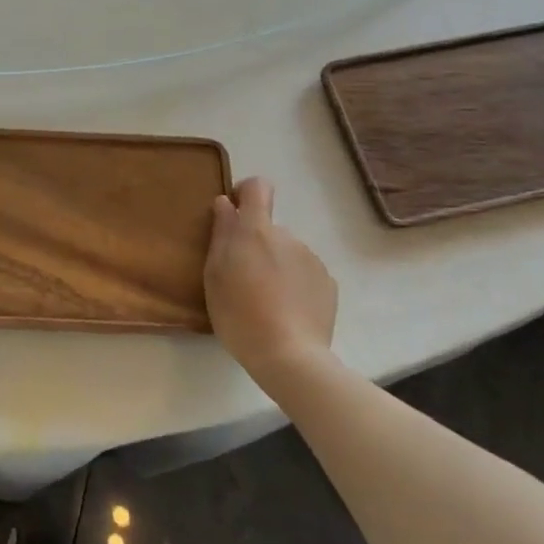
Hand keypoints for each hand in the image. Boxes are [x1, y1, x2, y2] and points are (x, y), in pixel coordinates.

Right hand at [204, 177, 338, 390]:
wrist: (289, 356)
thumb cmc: (239, 313)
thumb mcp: (215, 274)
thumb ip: (221, 233)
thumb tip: (225, 203)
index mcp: (256, 230)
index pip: (258, 187)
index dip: (245, 193)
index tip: (234, 214)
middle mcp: (287, 235)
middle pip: (269, 228)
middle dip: (257, 245)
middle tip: (243, 280)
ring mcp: (311, 259)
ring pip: (287, 252)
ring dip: (276, 266)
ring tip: (267, 301)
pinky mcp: (328, 283)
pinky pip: (305, 274)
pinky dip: (295, 285)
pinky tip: (287, 312)